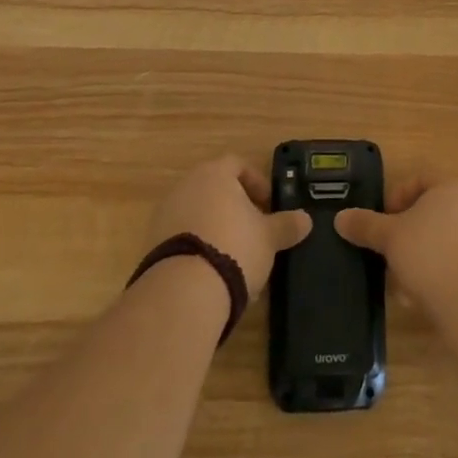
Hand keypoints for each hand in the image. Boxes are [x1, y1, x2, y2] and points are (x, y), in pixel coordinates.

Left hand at [143, 155, 311, 297]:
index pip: (238, 164)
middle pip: (215, 188)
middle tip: (253, 230)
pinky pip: (181, 237)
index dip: (257, 183)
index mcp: (214, 174)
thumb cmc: (234, 248)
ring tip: (234, 256)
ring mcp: (165, 214)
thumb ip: (287, 225)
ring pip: (197, 212)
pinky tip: (211, 272)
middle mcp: (186, 185)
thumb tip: (306, 219)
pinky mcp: (152, 244)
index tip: (268, 206)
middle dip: (235, 207)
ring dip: (215, 227)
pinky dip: (197, 247)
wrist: (183, 292)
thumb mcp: (269, 238)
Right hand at [335, 177, 457, 324]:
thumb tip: (340, 218)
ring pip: (442, 241)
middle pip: (431, 212)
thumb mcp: (390, 237)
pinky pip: (456, 265)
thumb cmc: (431, 254)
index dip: (397, 195)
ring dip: (419, 258)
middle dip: (406, 234)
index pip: (420, 178)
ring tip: (401, 284)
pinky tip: (422, 299)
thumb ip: (365, 225)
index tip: (383, 220)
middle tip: (388, 253)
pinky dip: (437, 276)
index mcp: (450, 188)